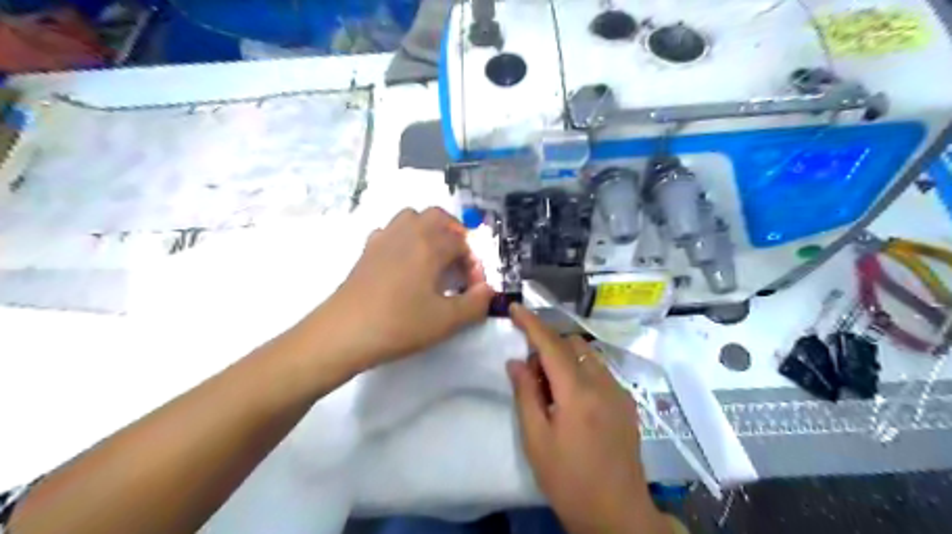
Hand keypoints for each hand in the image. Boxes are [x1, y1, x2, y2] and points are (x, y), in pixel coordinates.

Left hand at [321, 206, 498, 369]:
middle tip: (459, 260)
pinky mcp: (366, 250)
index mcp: (429, 245)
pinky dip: (404, 237)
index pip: (462, 243)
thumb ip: (475, 304)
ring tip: (434, 256)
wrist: (343, 333)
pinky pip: (391, 231)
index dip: (474, 263)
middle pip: (437, 216)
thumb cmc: (399, 325)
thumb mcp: (446, 321)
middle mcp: (407, 233)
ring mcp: (383, 239)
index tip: (473, 288)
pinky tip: (405, 262)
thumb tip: (490, 291)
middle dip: (455, 232)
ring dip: (429, 230)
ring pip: (411, 217)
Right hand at [506, 304, 668, 532]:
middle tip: (531, 373)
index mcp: (578, 393)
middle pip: (572, 344)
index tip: (515, 307)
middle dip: (548, 345)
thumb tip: (516, 362)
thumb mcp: (536, 440)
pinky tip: (572, 399)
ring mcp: (619, 392)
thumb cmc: (569, 480)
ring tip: (551, 388)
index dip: (531, 323)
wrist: (617, 514)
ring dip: (565, 358)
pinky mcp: (627, 403)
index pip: (551, 345)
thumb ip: (525, 394)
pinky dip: (581, 370)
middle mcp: (603, 383)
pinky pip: (600, 371)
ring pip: (588, 355)